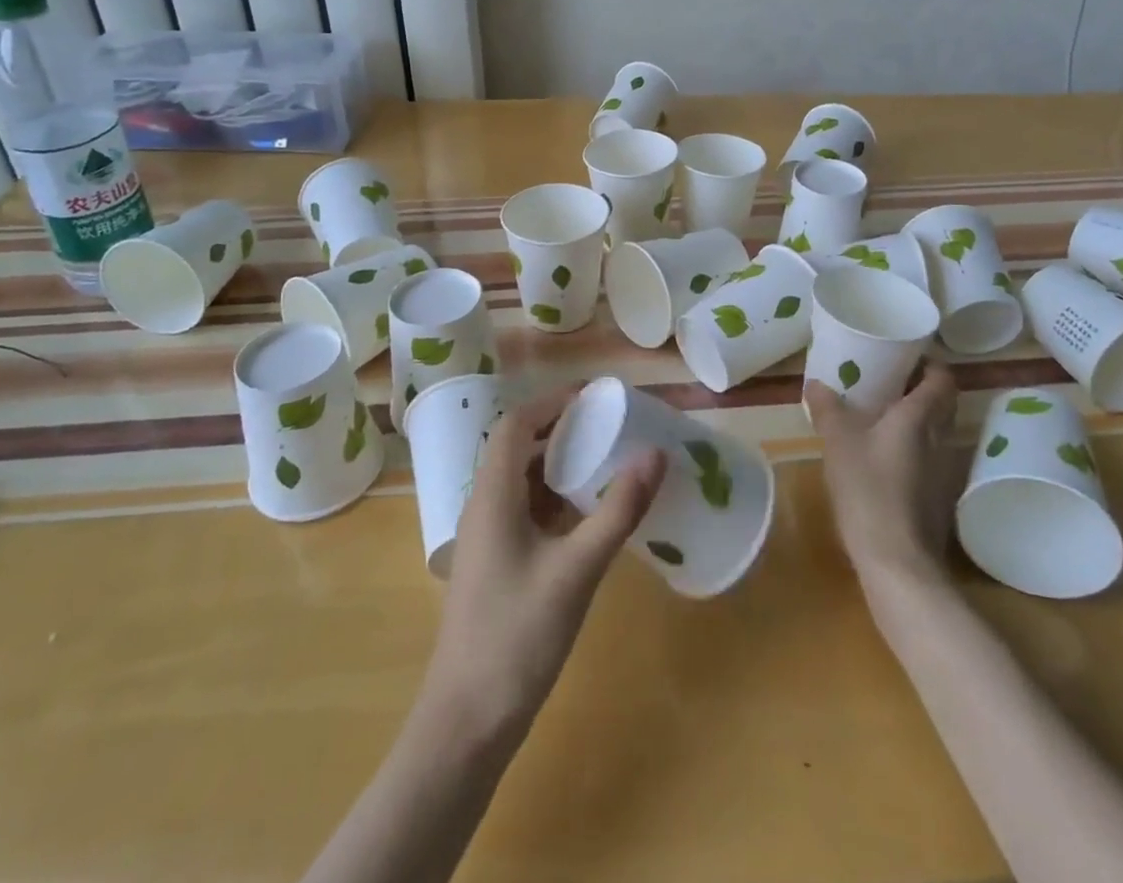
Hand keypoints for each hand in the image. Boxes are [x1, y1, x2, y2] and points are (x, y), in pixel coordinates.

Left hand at [419, 388, 665, 746]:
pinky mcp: (495, 565)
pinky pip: (525, 513)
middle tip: (610, 427)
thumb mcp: (577, 570)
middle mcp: (483, 507)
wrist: (467, 724)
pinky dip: (556, 502)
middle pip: (518, 448)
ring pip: (522, 482)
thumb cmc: (517, 636)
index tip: (595, 397)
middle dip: (562, 430)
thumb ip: (617, 510)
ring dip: (560, 467)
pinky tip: (589, 517)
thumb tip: (655, 453)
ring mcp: (486, 539)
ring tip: (607, 463)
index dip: (552, 402)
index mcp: (492, 495)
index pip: (515, 424)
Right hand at [805, 361, 968, 601]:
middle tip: (891, 379)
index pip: (942, 379)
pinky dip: (914, 449)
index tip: (907, 355)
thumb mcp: (838, 442)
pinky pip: (929, 459)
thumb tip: (815, 383)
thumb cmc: (869, 489)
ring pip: (937, 433)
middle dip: (923, 388)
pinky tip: (886, 457)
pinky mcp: (936, 500)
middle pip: (944, 404)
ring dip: (919, 420)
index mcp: (919, 417)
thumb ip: (827, 409)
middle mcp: (939, 439)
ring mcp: (942, 473)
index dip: (931, 363)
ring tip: (884, 414)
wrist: (898, 562)